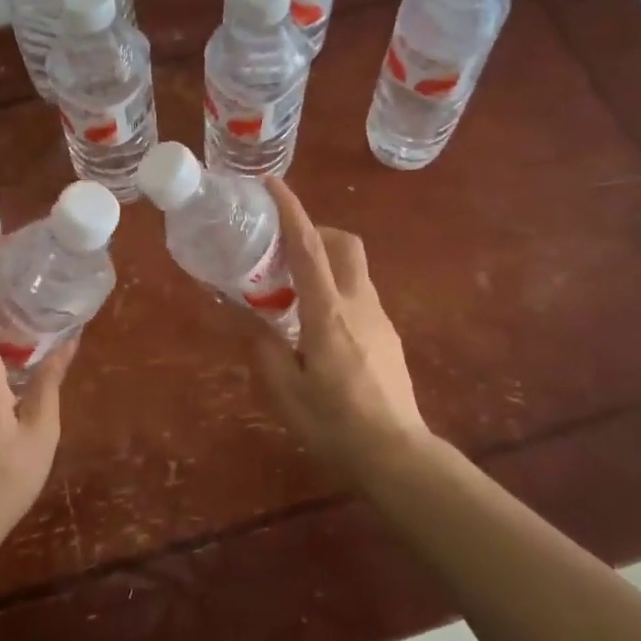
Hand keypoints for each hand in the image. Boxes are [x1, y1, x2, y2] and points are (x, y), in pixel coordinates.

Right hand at [243, 179, 435, 478]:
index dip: (291, 211)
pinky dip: (335, 290)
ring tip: (292, 294)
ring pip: (353, 269)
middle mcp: (359, 304)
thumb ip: (262, 346)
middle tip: (282, 251)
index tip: (273, 184)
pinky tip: (317, 327)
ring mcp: (380, 318)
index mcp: (328, 313)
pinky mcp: (388, 334)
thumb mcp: (285, 390)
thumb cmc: (335, 424)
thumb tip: (243, 314)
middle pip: (344, 244)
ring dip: (325, 263)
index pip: (309, 248)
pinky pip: (359, 295)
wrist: (398, 456)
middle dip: (315, 231)